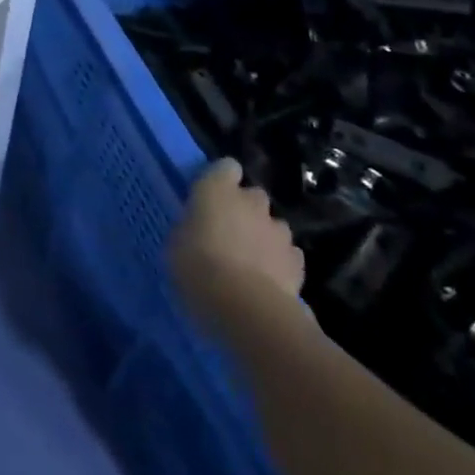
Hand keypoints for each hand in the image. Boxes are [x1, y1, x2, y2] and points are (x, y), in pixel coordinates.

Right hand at [169, 160, 304, 322]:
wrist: (248, 308)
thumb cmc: (199, 268)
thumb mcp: (177, 245)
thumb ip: (191, 229)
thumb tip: (197, 231)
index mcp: (217, 189)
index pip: (225, 167)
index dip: (221, 180)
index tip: (211, 198)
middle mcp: (251, 201)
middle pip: (252, 196)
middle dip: (245, 210)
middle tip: (229, 233)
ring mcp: (278, 230)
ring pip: (272, 225)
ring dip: (263, 236)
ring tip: (251, 262)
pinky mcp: (298, 261)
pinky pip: (287, 254)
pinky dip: (279, 262)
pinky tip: (268, 281)